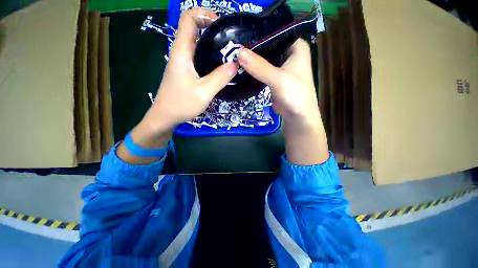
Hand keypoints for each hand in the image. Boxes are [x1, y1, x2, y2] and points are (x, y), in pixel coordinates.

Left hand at [117, 8, 237, 163]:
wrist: (165, 116)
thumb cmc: (181, 104)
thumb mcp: (203, 92)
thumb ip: (220, 77)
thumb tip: (235, 64)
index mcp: (182, 51)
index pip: (189, 18)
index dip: (205, 14)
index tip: (222, 25)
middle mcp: (181, 52)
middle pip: (195, 29)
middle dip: (214, 30)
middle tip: (231, 42)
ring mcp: (183, 62)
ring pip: (198, 44)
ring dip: (213, 45)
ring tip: (230, 54)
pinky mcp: (187, 71)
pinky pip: (199, 57)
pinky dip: (211, 57)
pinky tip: (220, 67)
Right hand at [238, 39, 319, 125]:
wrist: (297, 116)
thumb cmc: (295, 95)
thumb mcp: (278, 79)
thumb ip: (260, 67)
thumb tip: (239, 53)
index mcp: (296, 47)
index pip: (276, 32)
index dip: (259, 33)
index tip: (241, 34)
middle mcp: (289, 53)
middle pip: (268, 45)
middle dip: (253, 47)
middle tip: (234, 46)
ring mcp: (281, 66)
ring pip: (264, 58)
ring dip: (252, 59)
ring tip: (235, 55)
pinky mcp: (274, 77)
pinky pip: (262, 69)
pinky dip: (254, 70)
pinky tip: (242, 67)